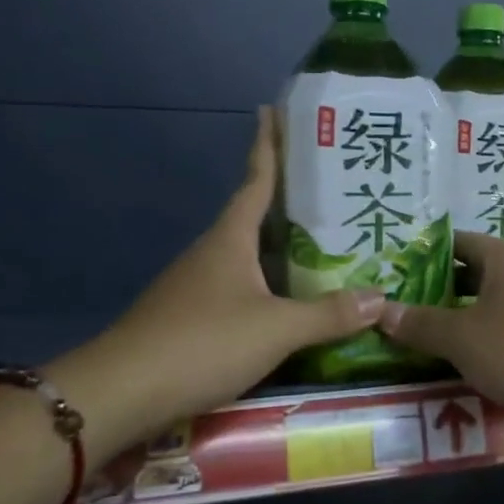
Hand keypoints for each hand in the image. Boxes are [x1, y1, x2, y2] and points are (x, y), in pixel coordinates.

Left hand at [72, 108, 384, 453]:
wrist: (123, 391)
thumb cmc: (203, 342)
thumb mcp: (276, 329)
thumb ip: (328, 314)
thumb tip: (380, 297)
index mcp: (230, 239)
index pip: (256, 180)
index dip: (268, 145)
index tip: (274, 111)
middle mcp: (212, 253)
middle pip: (254, 216)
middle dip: (288, 200)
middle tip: (332, 188)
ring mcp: (197, 285)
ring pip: (248, 255)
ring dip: (281, 246)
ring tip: (324, 244)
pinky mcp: (192, 316)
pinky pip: (241, 287)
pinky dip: (269, 284)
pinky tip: (290, 300)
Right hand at [375, 232, 503, 427]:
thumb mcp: (461, 337)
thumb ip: (420, 323)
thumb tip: (381, 310)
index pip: (462, 243)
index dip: (429, 253)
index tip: (397, 269)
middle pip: (476, 275)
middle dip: (440, 291)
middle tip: (401, 305)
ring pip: (492, 309)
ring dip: (461, 321)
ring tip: (421, 336)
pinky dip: (484, 345)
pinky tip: (460, 364)